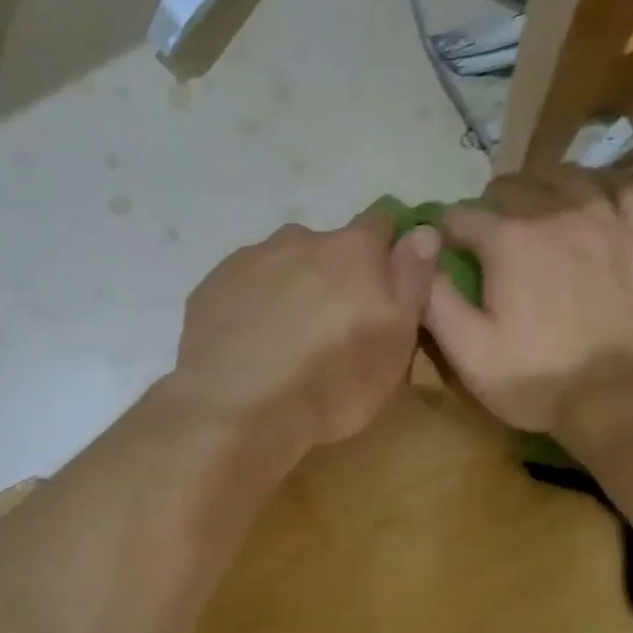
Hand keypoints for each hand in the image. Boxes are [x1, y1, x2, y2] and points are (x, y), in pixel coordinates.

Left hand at [169, 210, 440, 456]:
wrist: (236, 410)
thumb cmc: (331, 382)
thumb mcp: (395, 341)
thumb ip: (412, 280)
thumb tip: (423, 232)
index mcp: (352, 250)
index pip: (382, 222)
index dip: (387, 247)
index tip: (385, 281)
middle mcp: (299, 239)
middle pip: (326, 246)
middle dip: (333, 274)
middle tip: (330, 325)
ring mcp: (248, 261)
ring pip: (280, 264)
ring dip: (289, 287)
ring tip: (283, 338)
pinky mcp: (209, 288)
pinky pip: (241, 287)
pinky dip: (250, 305)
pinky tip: (247, 344)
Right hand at [425, 166, 632, 432]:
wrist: (618, 397)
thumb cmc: (534, 377)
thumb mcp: (466, 349)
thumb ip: (434, 298)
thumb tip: (417, 254)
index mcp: (508, 240)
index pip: (462, 215)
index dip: (446, 231)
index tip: (446, 250)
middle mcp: (556, 214)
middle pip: (514, 186)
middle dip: (491, 204)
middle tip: (487, 234)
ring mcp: (606, 221)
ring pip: (568, 177)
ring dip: (542, 187)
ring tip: (535, 208)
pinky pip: (624, 189)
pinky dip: (602, 188)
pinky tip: (593, 203)